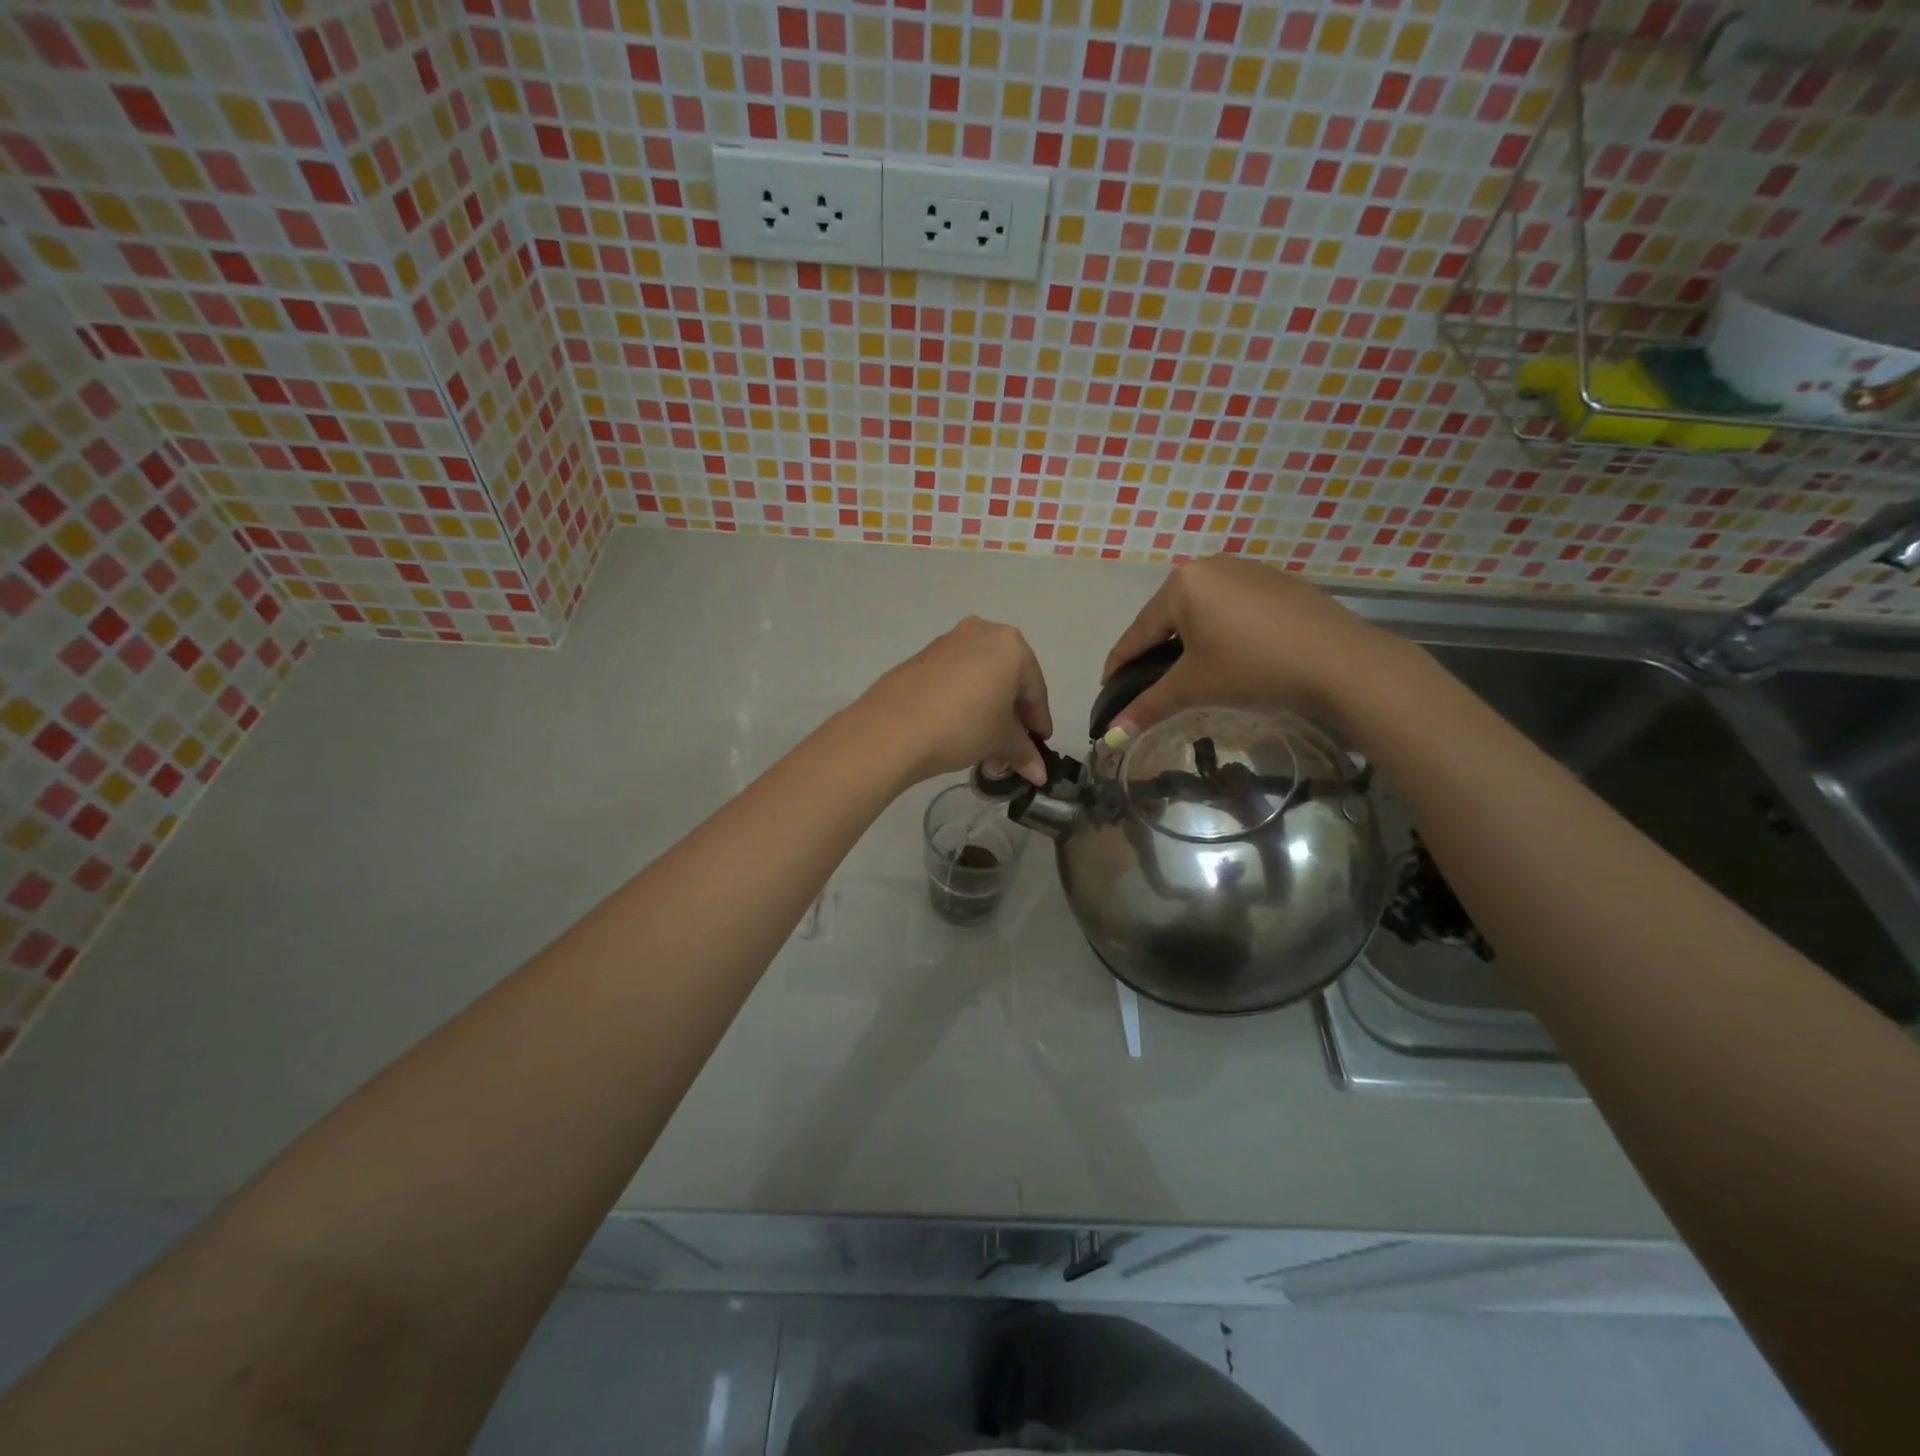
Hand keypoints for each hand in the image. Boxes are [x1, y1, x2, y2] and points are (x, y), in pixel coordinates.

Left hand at [856, 617, 1054, 785]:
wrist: (892, 729)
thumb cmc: (963, 726)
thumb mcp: (999, 740)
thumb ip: (1023, 752)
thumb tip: (1039, 773)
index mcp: (1010, 645)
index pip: (1034, 689)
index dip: (1038, 722)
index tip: (1040, 745)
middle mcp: (981, 633)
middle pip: (1007, 681)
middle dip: (1011, 720)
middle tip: (1010, 752)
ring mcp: (947, 643)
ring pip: (979, 680)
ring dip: (987, 714)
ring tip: (984, 750)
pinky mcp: (920, 658)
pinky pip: (954, 680)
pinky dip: (963, 703)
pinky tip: (959, 732)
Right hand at [1101, 555, 1400, 739]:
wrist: (1340, 661)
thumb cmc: (1253, 667)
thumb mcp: (1194, 687)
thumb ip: (1148, 707)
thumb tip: (1109, 737)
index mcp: (1181, 584)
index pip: (1138, 632)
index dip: (1119, 664)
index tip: (1107, 688)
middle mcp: (1208, 566)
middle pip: (1168, 618)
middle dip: (1154, 652)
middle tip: (1147, 684)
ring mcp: (1245, 569)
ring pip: (1200, 611)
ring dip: (1188, 641)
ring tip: (1186, 672)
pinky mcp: (1275, 581)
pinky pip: (1231, 607)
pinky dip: (1220, 631)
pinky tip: (1229, 654)